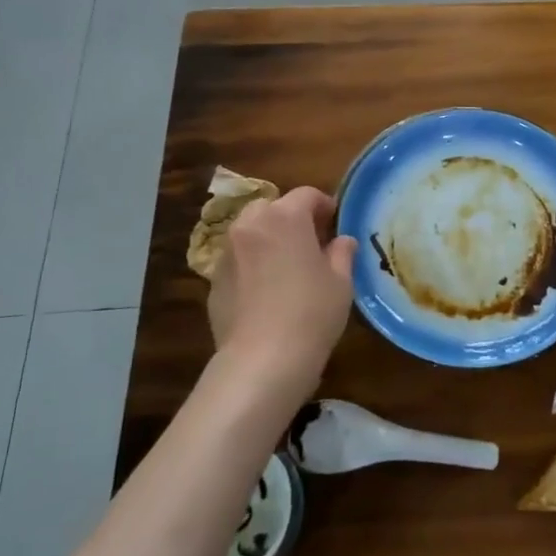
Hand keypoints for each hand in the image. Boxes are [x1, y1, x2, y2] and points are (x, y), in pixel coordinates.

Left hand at [208, 187, 357, 388]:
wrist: (262, 360)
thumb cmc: (311, 313)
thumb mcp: (341, 282)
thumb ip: (342, 253)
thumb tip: (342, 241)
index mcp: (285, 218)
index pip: (306, 195)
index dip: (324, 204)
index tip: (335, 221)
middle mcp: (251, 226)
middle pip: (271, 208)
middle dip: (290, 218)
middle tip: (310, 241)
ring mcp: (227, 253)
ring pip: (249, 232)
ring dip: (267, 239)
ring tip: (285, 265)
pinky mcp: (213, 281)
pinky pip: (237, 261)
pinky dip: (251, 265)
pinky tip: (265, 292)